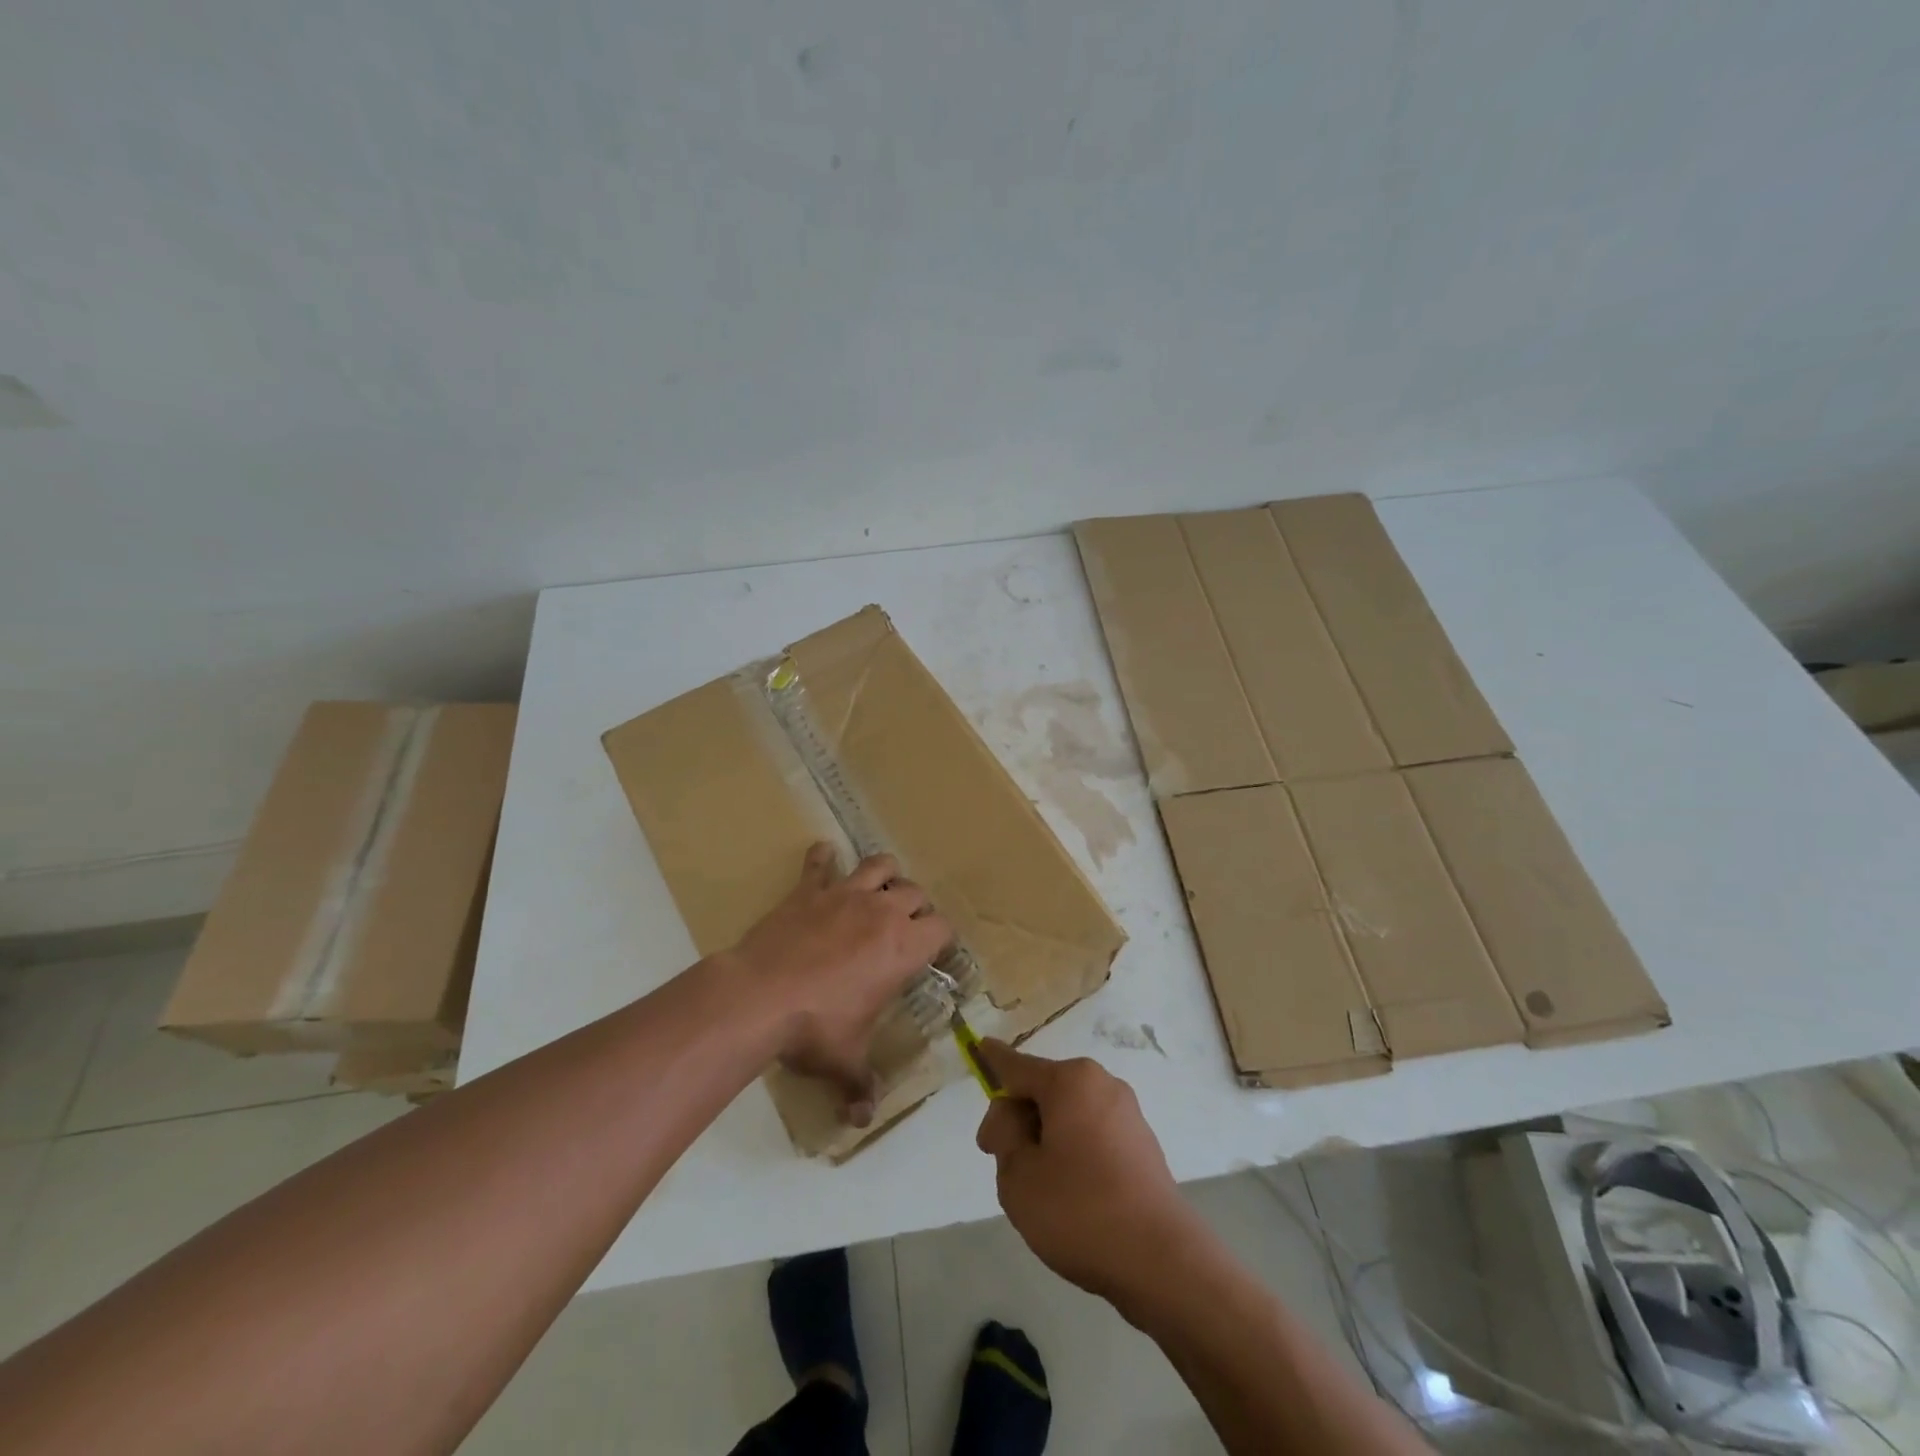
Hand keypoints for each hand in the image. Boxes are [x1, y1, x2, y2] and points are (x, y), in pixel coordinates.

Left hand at [726, 842, 951, 1126]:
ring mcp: (844, 895)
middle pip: (915, 892)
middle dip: (916, 906)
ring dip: (884, 873)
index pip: (942, 929)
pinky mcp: (808, 890)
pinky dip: (823, 858)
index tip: (935, 951)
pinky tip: (823, 855)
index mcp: (903, 948)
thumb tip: (862, 1120)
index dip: (942, 939)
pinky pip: (820, 863)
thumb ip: (860, 1086)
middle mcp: (882, 912)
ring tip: (880, 886)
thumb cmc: (815, 1028)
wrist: (759, 996)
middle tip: (905, 925)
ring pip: (879, 865)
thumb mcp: (844, 1061)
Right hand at [974, 1041, 1204, 1307]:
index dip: (993, 1061)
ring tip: (1039, 1191)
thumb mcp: (1019, 1174)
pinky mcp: (1142, 1145)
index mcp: (1071, 1080)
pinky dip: (1073, 1153)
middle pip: (1044, 1090)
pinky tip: (1072, 1198)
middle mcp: (1101, 1084)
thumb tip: (1013, 1115)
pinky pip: (1092, 1135)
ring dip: (1046, 1139)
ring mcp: (1127, 1114)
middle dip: (1018, 1118)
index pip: (1017, 1065)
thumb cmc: (1080, 1210)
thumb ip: (1004, 1134)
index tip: (978, 1048)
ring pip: (1068, 1115)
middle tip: (1001, 1163)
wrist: (1162, 1262)